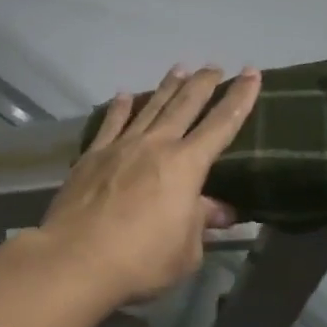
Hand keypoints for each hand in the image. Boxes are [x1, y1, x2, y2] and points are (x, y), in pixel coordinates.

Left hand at [41, 65, 260, 304]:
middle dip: (203, 84)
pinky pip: (110, 123)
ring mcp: (120, 147)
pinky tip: (124, 95)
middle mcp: (155, 145)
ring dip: (167, 87)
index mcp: (186, 166)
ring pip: (149, 107)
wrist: (76, 259)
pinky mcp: (91, 156)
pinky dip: (120, 108)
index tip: (250, 74)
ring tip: (179, 69)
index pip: (221, 125)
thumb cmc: (141, 260)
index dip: (239, 99)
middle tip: (214, 66)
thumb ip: (201, 223)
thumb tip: (220, 209)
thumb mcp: (186, 251)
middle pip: (184, 105)